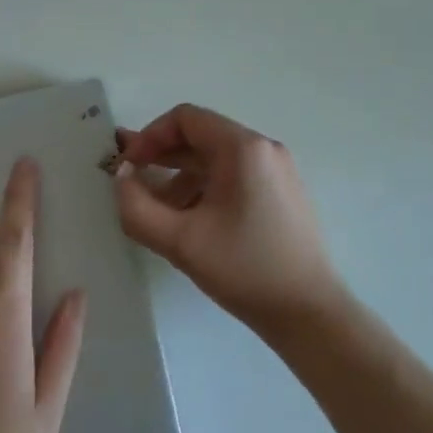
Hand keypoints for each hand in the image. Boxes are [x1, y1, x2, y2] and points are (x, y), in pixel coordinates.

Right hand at [113, 104, 344, 340]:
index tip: (128, 166)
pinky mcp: (282, 191)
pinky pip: (234, 175)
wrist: (310, 314)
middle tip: (133, 182)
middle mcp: (263, 147)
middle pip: (202, 135)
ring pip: (217, 158)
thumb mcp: (181, 241)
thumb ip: (138, 207)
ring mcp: (276, 168)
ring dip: (182, 176)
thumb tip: (121, 178)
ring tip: (158, 211)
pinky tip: (190, 221)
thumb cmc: (245, 270)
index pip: (186, 118)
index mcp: (243, 147)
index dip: (150, 136)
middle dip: (163, 156)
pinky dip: (206, 187)